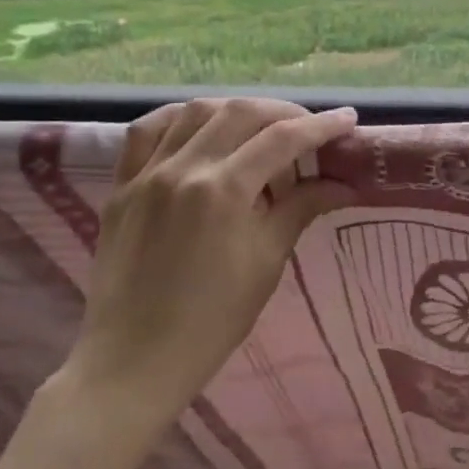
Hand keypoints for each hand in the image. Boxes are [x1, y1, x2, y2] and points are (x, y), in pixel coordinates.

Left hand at [56, 97, 356, 438]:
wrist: (134, 359)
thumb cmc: (211, 321)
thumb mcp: (266, 263)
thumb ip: (301, 210)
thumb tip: (342, 184)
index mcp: (224, 190)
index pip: (282, 139)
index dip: (321, 126)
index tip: (347, 120)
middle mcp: (184, 168)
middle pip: (241, 112)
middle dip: (283, 113)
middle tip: (309, 129)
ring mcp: (146, 173)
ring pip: (194, 111)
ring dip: (235, 110)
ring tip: (259, 128)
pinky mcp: (121, 185)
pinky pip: (146, 131)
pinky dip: (179, 118)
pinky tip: (199, 126)